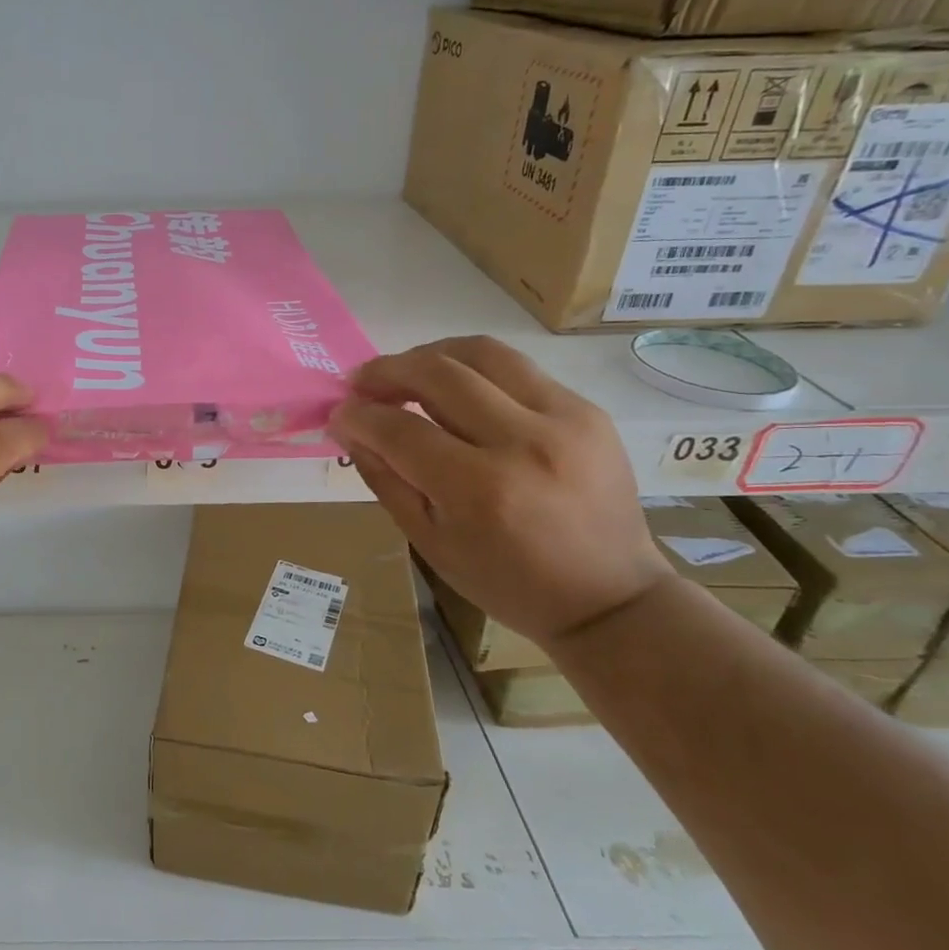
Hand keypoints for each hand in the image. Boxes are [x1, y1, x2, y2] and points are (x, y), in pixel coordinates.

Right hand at [329, 336, 671, 645]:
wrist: (609, 596)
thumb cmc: (506, 581)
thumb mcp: (429, 542)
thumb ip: (385, 478)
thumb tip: (349, 427)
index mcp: (479, 490)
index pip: (400, 429)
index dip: (358, 416)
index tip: (339, 413)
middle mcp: (524, 442)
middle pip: (438, 374)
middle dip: (387, 371)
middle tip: (361, 382)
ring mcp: (564, 418)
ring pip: (481, 353)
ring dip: (430, 355)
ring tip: (405, 372)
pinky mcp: (587, 409)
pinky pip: (516, 368)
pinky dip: (473, 370)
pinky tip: (456, 389)